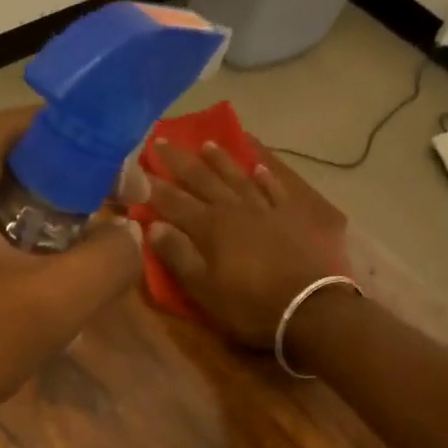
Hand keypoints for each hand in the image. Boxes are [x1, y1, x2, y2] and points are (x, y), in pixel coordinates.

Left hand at [0, 108, 140, 447]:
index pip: (39, 129)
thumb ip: (107, 261)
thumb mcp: (45, 312)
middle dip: (55, 217)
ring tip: (39, 306)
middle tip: (81, 271)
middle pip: (5, 169)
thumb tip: (126, 231)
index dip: (96, 161)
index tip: (128, 206)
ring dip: (18, 248)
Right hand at [146, 141, 352, 348]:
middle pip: (203, 180)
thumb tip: (153, 226)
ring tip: (207, 144)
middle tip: (164, 140)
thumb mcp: (203, 288)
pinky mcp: (292, 216)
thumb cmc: (248, 304)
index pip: (174, 201)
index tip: (138, 166)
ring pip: (238, 177)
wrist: (309, 307)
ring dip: (221, 161)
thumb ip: (177, 254)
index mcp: (209, 226)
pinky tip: (257, 168)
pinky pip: (274, 188)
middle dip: (181, 162)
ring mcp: (266, 209)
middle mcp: (235, 208)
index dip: (154, 185)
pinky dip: (264, 176)